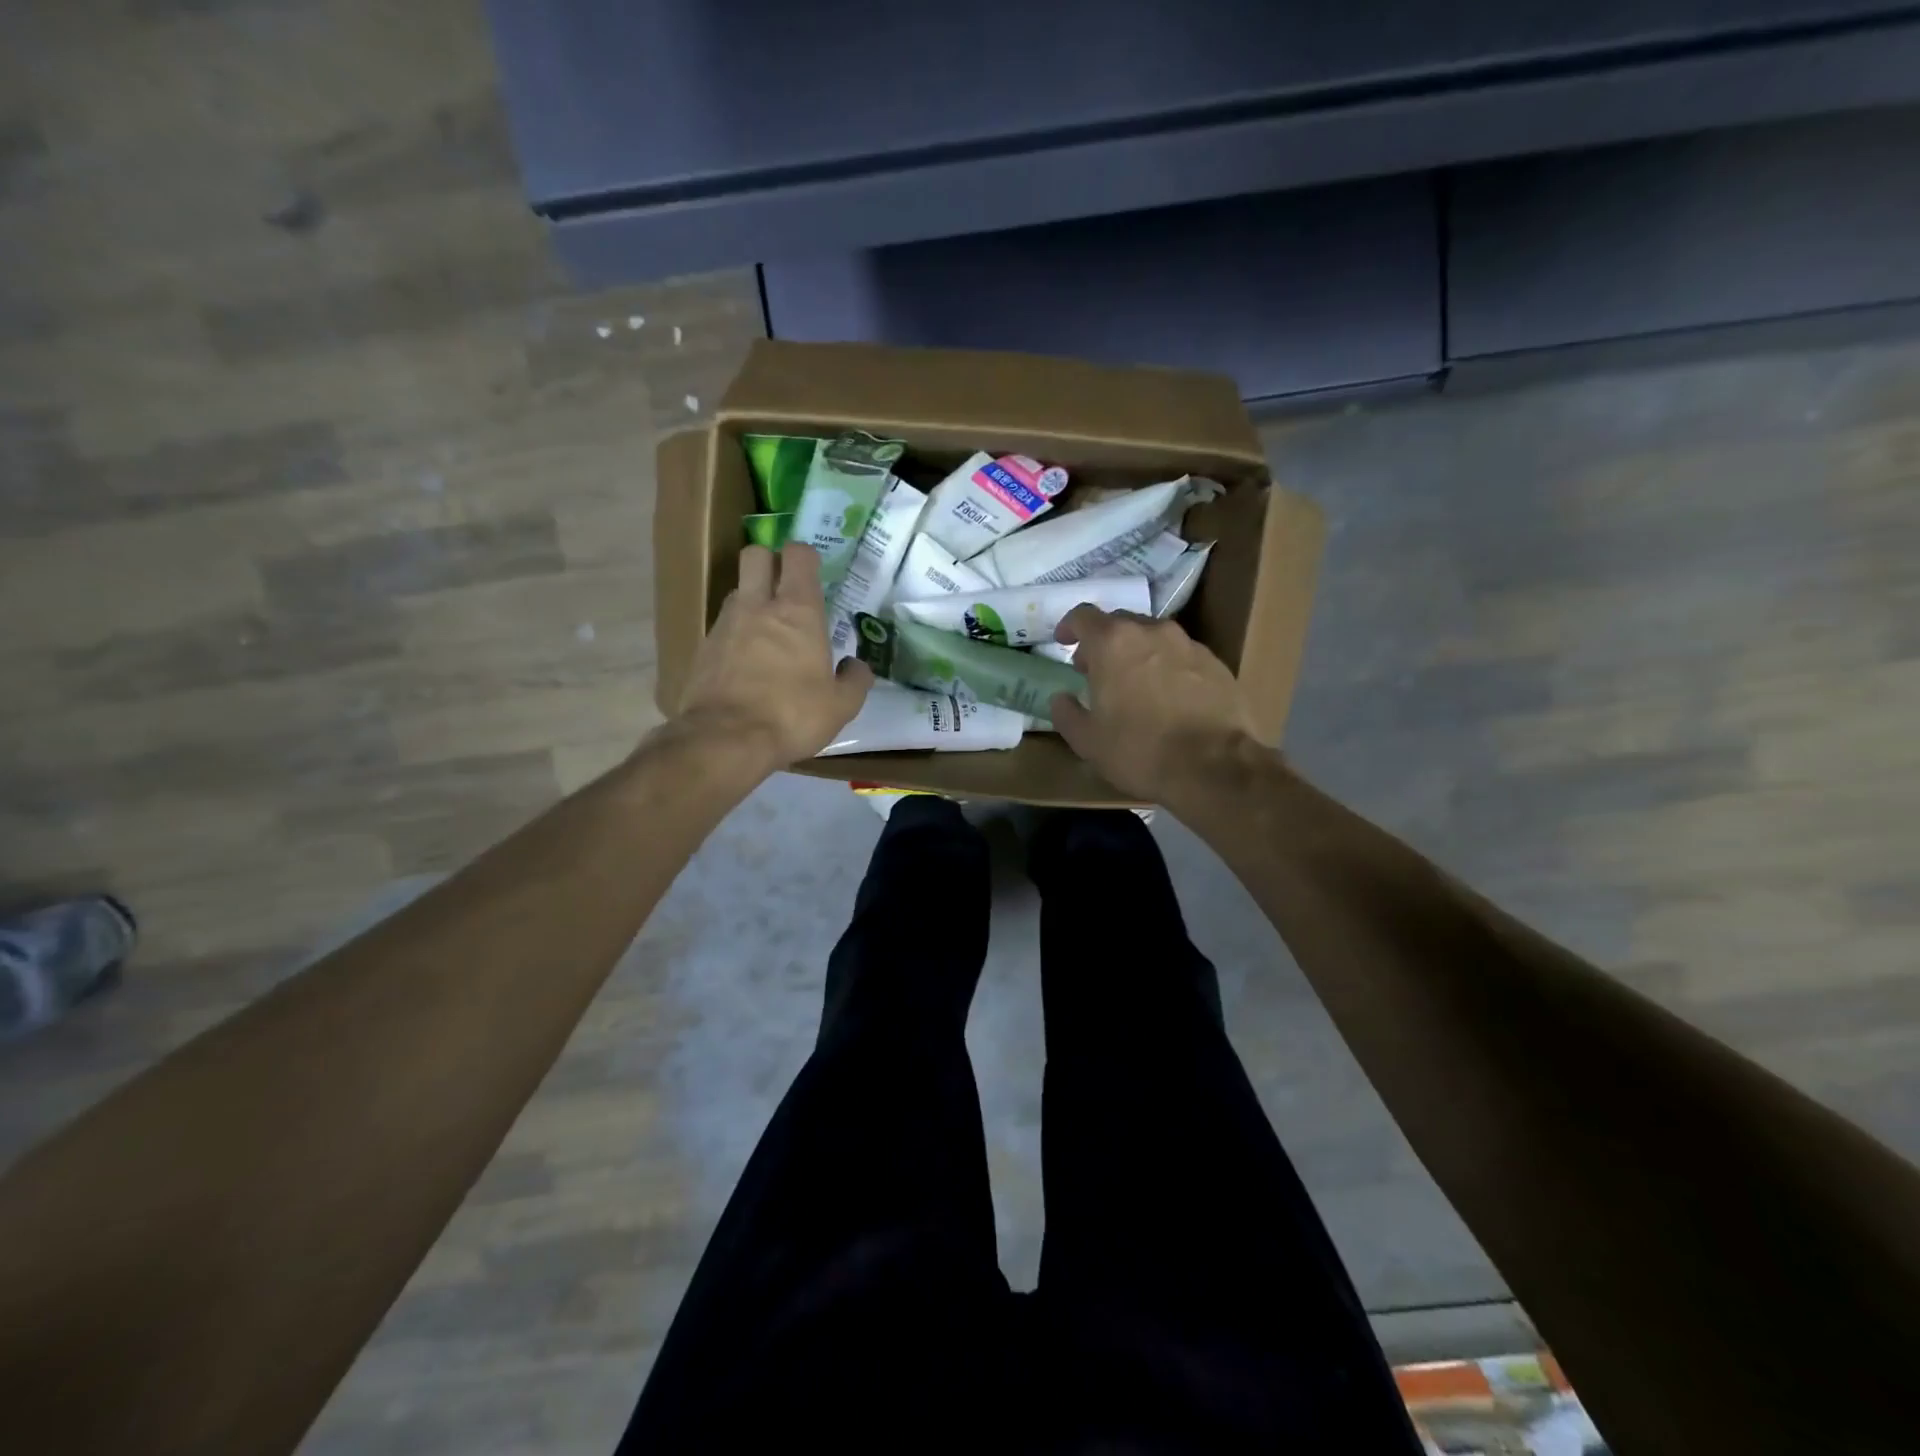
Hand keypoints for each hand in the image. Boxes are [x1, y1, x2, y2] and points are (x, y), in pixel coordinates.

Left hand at [672, 543, 872, 769]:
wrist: (725, 739)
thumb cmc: (792, 716)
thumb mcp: (841, 706)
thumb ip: (855, 680)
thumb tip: (856, 666)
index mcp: (798, 611)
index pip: (798, 555)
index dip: (806, 556)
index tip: (815, 572)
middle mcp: (758, 606)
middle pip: (756, 554)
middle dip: (770, 560)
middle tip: (785, 587)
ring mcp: (725, 624)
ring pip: (737, 589)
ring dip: (752, 598)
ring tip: (767, 629)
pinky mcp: (703, 648)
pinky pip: (722, 625)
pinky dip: (735, 632)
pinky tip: (745, 661)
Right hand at [1049, 607, 1259, 802]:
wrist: (1215, 766)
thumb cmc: (1140, 750)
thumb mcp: (1087, 741)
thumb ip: (1067, 713)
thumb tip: (1062, 698)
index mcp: (1113, 643)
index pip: (1083, 616)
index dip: (1069, 626)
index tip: (1064, 642)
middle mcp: (1151, 631)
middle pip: (1120, 623)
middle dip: (1103, 642)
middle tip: (1097, 671)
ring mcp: (1188, 644)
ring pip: (1153, 638)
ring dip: (1137, 653)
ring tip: (1134, 685)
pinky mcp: (1215, 663)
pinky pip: (1181, 656)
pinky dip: (1167, 667)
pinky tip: (1168, 698)